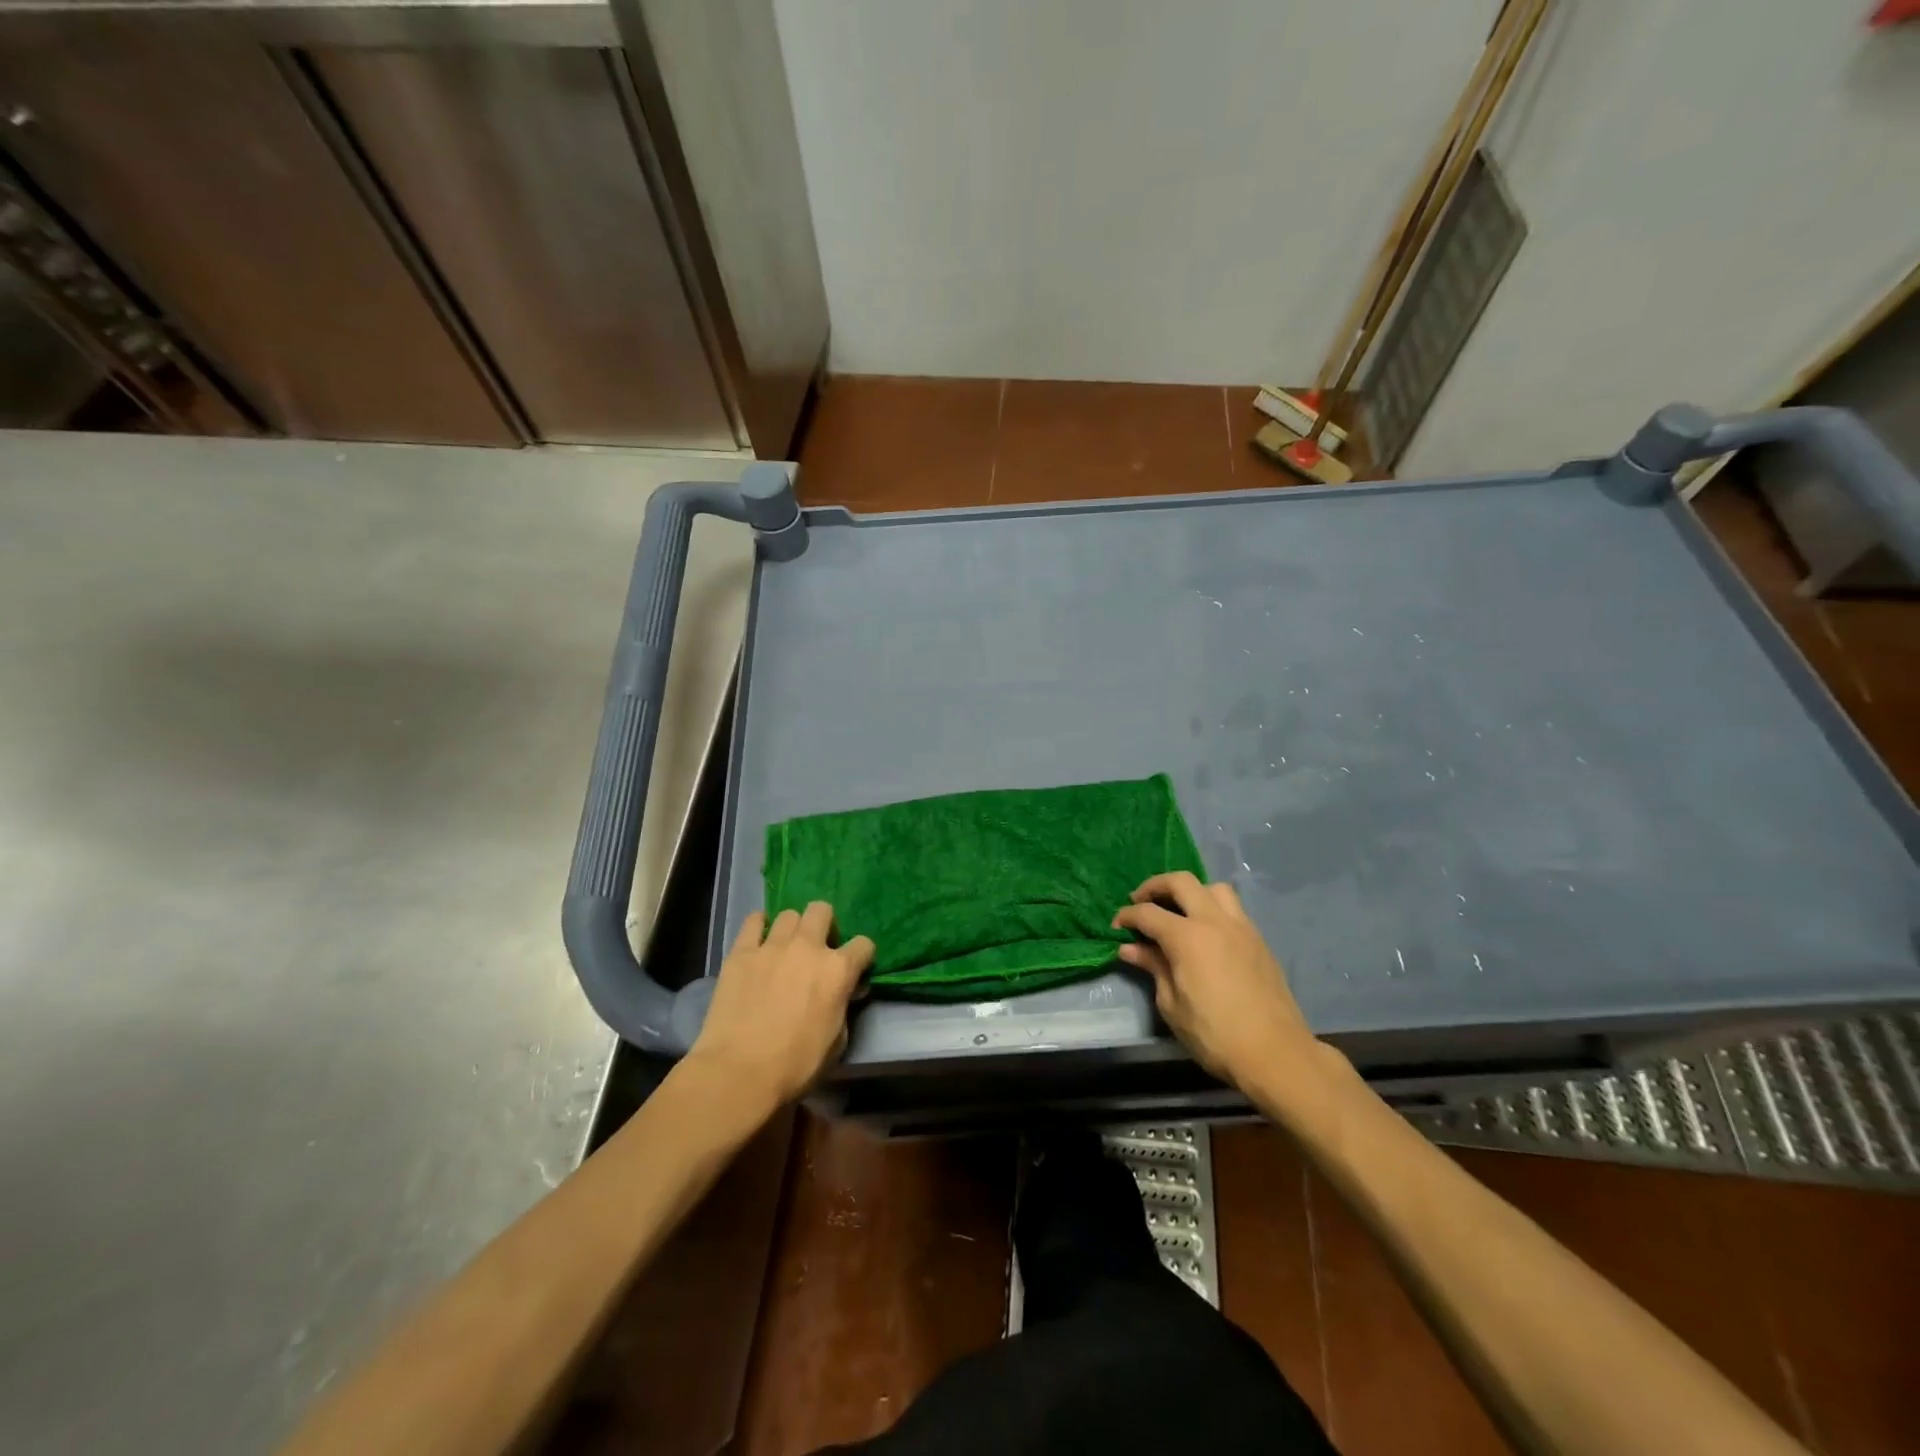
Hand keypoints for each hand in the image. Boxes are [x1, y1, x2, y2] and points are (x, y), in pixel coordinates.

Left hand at [685, 903, 874, 1110]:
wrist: (739, 1073)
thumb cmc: (796, 1066)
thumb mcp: (837, 1042)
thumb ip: (843, 1008)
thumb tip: (844, 993)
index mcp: (838, 970)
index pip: (864, 944)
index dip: (861, 957)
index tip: (854, 970)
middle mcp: (808, 947)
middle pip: (822, 911)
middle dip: (824, 925)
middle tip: (816, 950)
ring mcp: (772, 947)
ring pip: (789, 914)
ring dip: (792, 929)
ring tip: (785, 949)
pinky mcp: (741, 953)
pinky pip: (753, 921)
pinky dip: (759, 927)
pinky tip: (758, 942)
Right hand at [1112, 872, 1325, 1094]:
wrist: (1275, 1054)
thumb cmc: (1215, 1035)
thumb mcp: (1172, 1005)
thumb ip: (1153, 968)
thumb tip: (1131, 948)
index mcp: (1188, 937)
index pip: (1148, 913)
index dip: (1127, 916)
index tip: (1116, 926)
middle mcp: (1215, 921)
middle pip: (1181, 882)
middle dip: (1155, 886)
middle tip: (1140, 901)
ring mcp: (1241, 927)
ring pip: (1213, 888)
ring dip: (1191, 892)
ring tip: (1178, 911)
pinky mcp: (1259, 940)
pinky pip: (1233, 909)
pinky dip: (1213, 908)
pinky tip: (1205, 932)